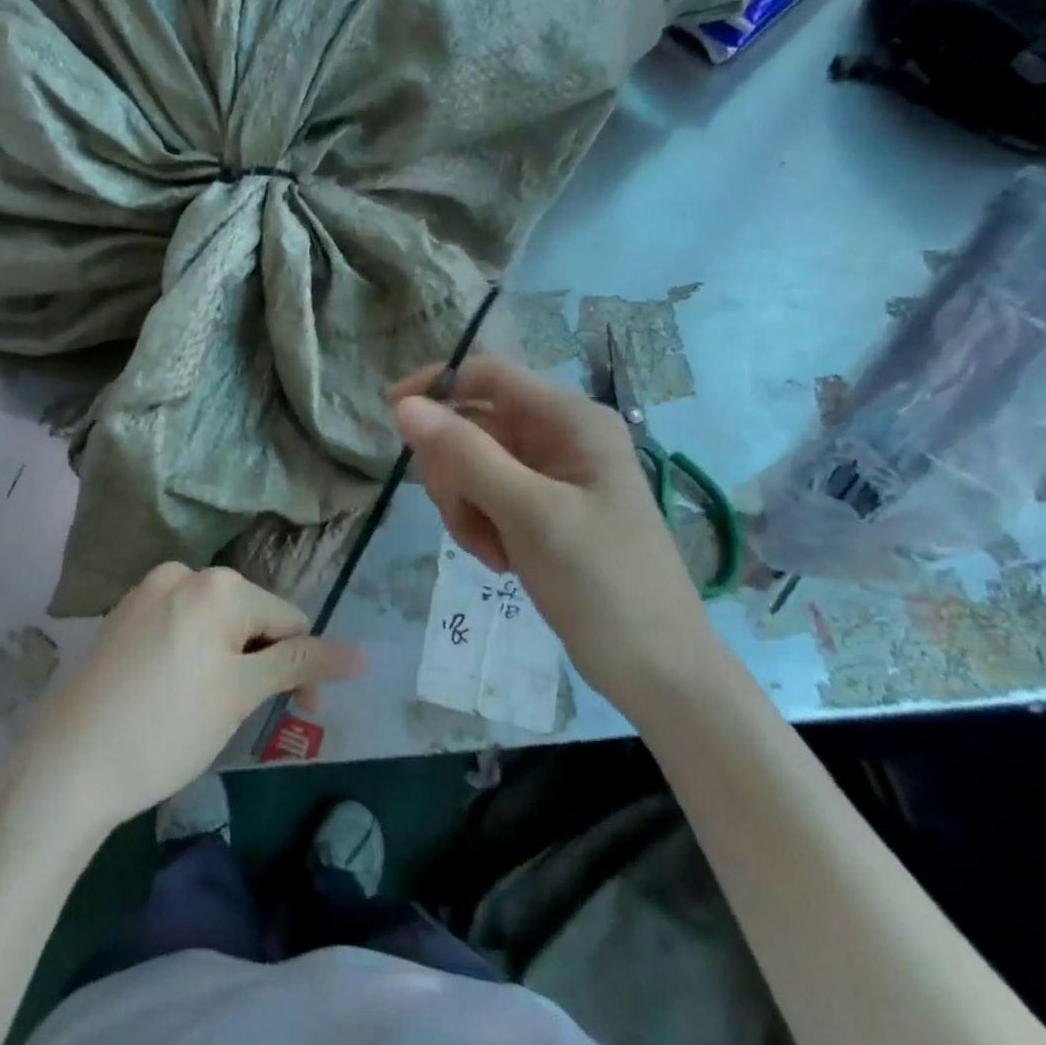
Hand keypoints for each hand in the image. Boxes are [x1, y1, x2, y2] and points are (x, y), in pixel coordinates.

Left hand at [11, 564, 362, 836]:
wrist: (67, 766)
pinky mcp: (123, 616)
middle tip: (244, 716)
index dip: (303, 669)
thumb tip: (362, 655)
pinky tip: (175, 694)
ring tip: (206, 709)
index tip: (299, 716)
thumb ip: (301, 664)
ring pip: (215, 625)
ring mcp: (147, 593)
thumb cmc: (166, 729)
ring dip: (229, 662)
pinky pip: (180, 628)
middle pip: (251, 618)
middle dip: (261, 664)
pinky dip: (194, 657)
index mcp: (217, 585)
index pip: (289, 621)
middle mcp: (182, 574)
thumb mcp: (241, 695)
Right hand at [391, 357, 717, 705]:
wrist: (655, 668)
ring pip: (474, 467)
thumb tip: (405, 405)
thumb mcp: (528, 513)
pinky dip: (481, 527)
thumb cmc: (601, 582)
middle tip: (462, 515)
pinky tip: (501, 561)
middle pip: (474, 425)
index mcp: (571, 420)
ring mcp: (552, 477)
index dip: (437, 386)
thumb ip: (465, 454)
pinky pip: (488, 500)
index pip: (489, 376)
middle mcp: (561, 438)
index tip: (390, 416)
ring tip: (492, 551)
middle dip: (455, 471)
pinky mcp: (543, 512)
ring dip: (466, 507)